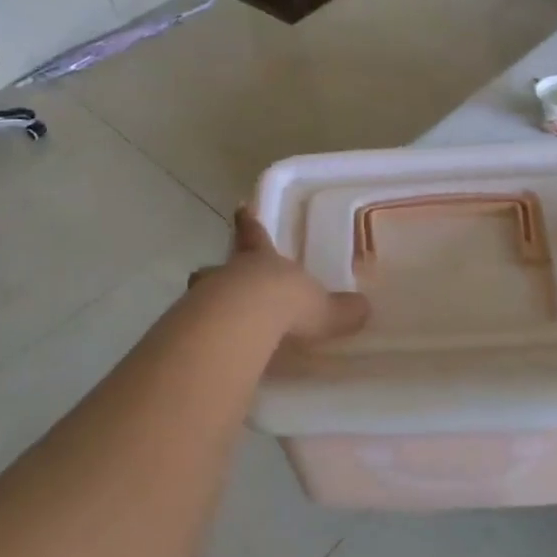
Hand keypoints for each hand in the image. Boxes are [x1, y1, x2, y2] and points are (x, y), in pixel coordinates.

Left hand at [187, 208, 369, 344]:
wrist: (244, 321)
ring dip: (205, 303)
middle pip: (218, 266)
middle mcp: (231, 273)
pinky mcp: (193, 327)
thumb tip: (363, 309)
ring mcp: (206, 298)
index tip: (240, 207)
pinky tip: (210, 350)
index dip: (249, 222)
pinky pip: (196, 327)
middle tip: (212, 275)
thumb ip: (340, 310)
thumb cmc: (286, 302)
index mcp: (262, 260)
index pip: (254, 234)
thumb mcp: (322, 307)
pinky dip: (201, 336)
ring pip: (200, 293)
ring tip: (211, 320)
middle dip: (217, 271)